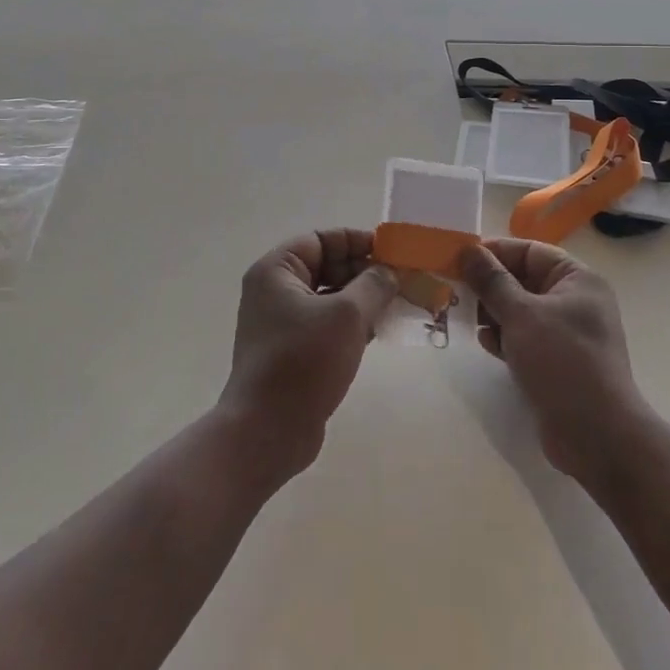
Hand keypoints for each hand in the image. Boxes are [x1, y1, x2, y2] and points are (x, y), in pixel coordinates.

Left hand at [218, 229, 400, 478]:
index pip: (321, 239)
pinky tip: (379, 332)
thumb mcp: (347, 316)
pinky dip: (351, 324)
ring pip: (328, 297)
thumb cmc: (304, 361)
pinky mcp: (291, 351)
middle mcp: (274, 291)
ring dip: (361, 299)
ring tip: (397, 305)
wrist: (267, 431)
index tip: (391, 253)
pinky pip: (325, 324)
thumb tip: (388, 271)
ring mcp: (281, 323)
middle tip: (401, 281)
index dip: (356, 241)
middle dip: (363, 272)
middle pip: (325, 266)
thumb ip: (373, 285)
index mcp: (276, 271)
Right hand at [458, 239, 650, 485]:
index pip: (530, 252)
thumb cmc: (562, 362)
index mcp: (577, 280)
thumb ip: (492, 281)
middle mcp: (575, 301)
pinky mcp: (558, 362)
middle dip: (490, 285)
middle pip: (523, 280)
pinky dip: (505, 337)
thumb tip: (468, 250)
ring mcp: (568, 333)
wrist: (597, 436)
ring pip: (521, 310)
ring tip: (465, 317)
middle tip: (454, 288)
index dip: (495, 252)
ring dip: (493, 312)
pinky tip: (486, 344)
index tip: (460, 258)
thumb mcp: (521, 315)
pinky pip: (524, 338)